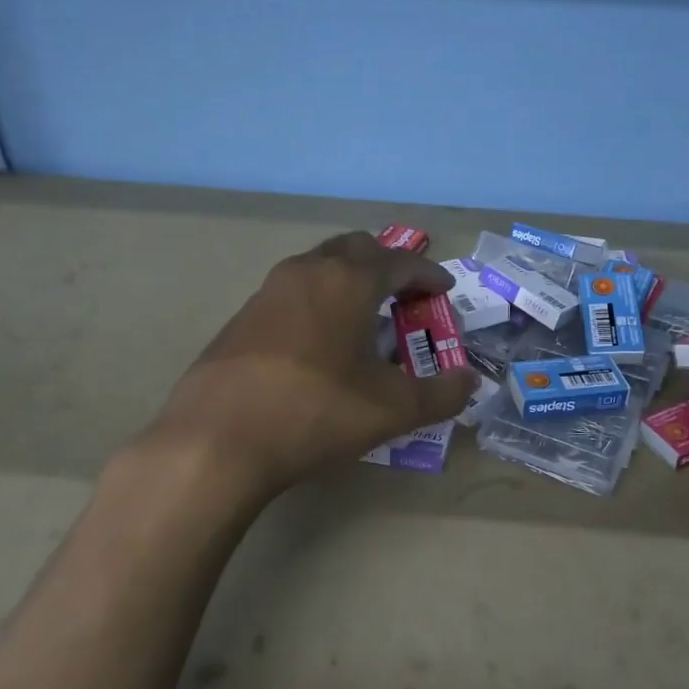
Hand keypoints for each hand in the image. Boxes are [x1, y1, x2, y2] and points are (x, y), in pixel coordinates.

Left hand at [148, 232, 475, 500]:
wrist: (218, 439)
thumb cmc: (317, 412)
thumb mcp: (392, 409)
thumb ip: (441, 394)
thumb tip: (470, 382)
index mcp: (348, 281)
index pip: (400, 261)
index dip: (429, 274)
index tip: (444, 290)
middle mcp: (307, 271)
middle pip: (355, 249)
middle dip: (386, 266)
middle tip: (405, 296)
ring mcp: (267, 292)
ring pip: (318, 267)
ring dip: (347, 281)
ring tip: (364, 317)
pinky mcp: (241, 318)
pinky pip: (292, 294)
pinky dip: (317, 302)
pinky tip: (318, 342)